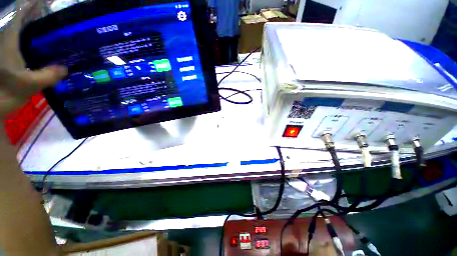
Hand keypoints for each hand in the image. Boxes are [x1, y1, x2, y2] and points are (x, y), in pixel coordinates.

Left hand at [0, 0, 66, 118]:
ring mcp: (8, 51)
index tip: (48, 2)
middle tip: (60, 22)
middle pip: (25, 23)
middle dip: (40, 18)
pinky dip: (35, 45)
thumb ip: (48, 75)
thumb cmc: (5, 93)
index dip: (34, 5)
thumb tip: (66, 69)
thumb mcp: (28, 85)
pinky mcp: (10, 60)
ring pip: (25, 34)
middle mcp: (8, 41)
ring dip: (39, 32)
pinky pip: (25, 46)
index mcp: (10, 40)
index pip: (22, 14)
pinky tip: (46, 52)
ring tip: (57, 36)